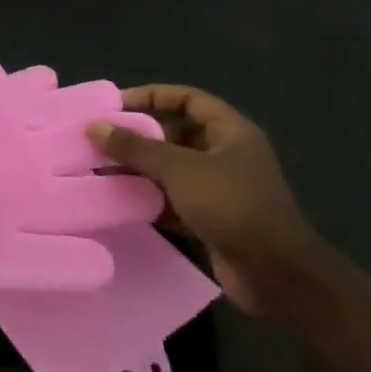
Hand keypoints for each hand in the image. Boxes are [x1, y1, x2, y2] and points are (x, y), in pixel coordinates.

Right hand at [89, 85, 321, 315]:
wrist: (276, 275)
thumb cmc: (232, 206)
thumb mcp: (179, 169)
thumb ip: (135, 146)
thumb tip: (94, 126)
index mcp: (231, 133)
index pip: (188, 99)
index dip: (152, 96)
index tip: (116, 105)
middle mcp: (227, 155)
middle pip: (177, 133)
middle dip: (139, 135)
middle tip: (101, 139)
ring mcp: (221, 188)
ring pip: (172, 167)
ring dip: (139, 167)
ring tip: (101, 168)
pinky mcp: (212, 218)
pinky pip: (173, 198)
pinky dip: (148, 196)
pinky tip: (119, 199)